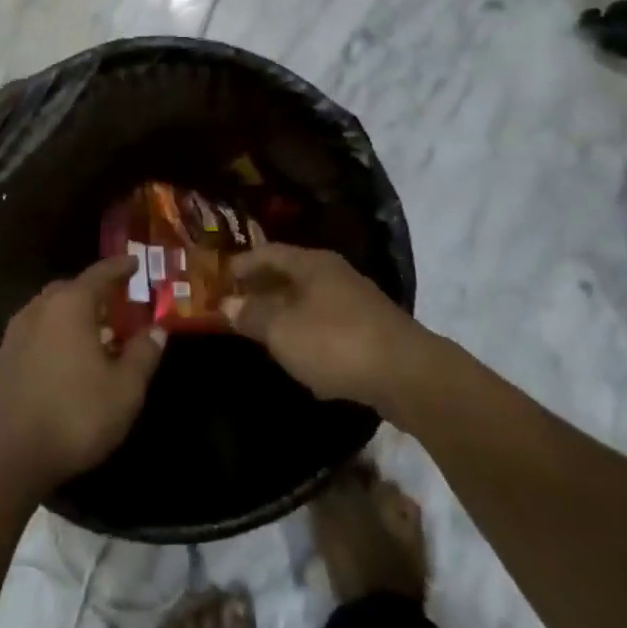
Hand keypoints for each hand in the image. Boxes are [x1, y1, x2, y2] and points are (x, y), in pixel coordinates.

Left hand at [0, 256, 165, 495]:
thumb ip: (143, 355)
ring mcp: (12, 336)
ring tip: (89, 335)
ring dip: (68, 317)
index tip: (134, 262)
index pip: (100, 274)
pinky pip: (31, 337)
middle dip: (92, 292)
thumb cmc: (73, 416)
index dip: (120, 267)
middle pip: (68, 289)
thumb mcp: (124, 389)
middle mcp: (38, 310)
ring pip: (46, 313)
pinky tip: (60, 363)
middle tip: (114, 303)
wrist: (1, 456)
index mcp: (70, 306)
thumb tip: (157, 330)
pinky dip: (50, 339)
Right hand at [222, 244, 428, 407]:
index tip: (218, 278)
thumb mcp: (282, 330)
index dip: (241, 264)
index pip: (268, 253)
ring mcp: (356, 301)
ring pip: (309, 301)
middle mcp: (334, 274)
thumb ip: (252, 315)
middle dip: (261, 289)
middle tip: (234, 305)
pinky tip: (299, 357)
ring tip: (259, 330)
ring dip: (283, 312)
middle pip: (289, 275)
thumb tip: (227, 304)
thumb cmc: (335, 343)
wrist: (407, 375)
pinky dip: (307, 334)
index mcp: (312, 263)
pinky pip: (327, 325)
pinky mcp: (370, 330)